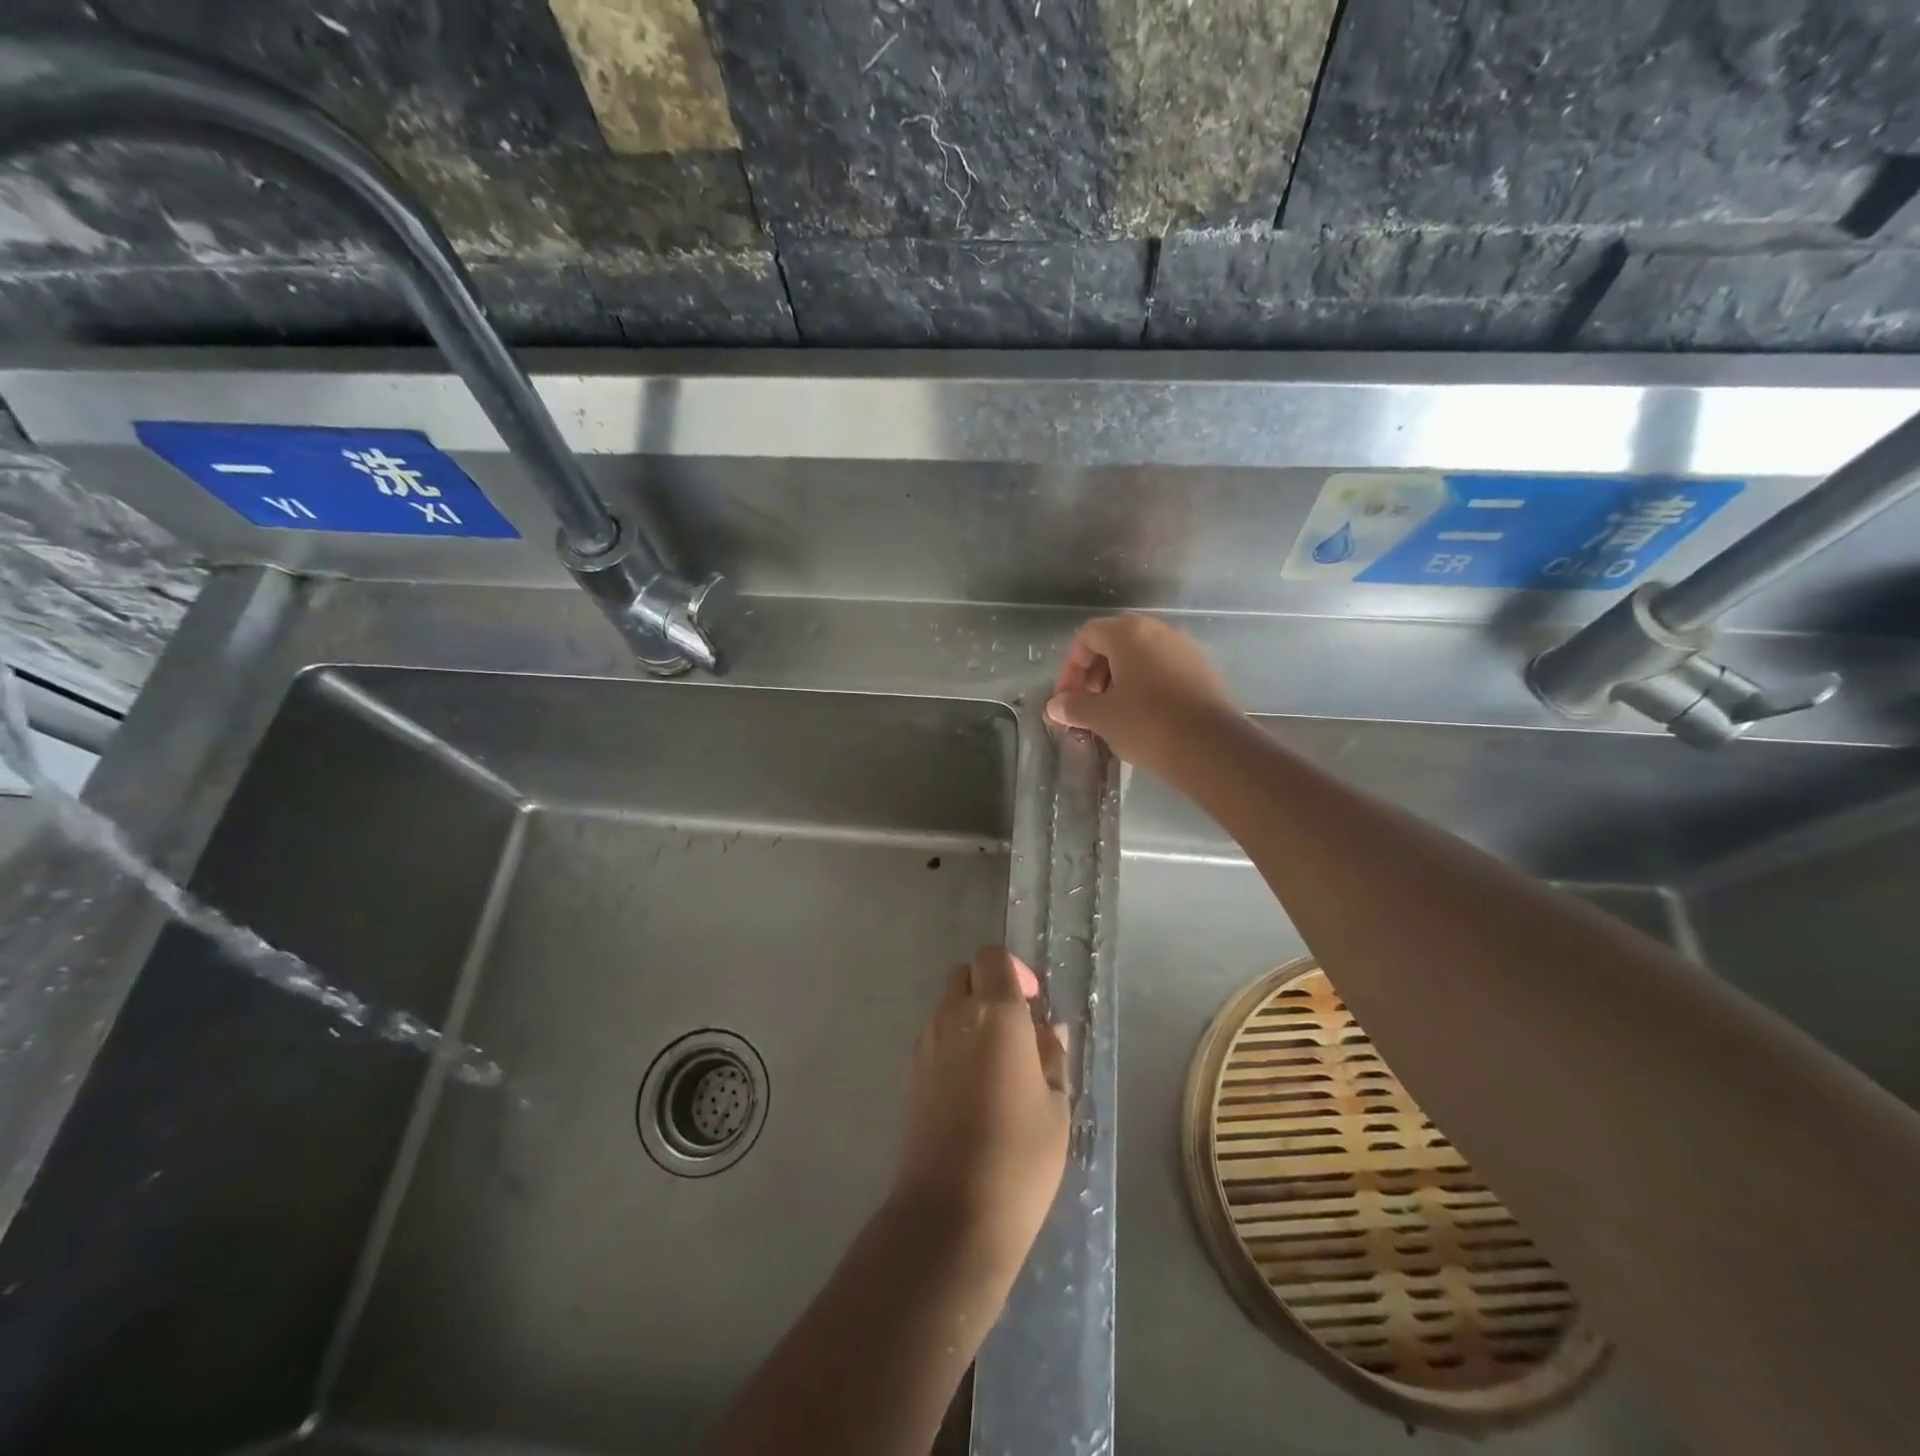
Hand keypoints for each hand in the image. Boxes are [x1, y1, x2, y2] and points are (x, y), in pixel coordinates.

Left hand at [893, 947, 1069, 1277]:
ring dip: (970, 1015)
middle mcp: (954, 1016)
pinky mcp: (911, 1073)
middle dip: (989, 987)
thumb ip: (1051, 1056)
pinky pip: (935, 1036)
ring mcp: (926, 1044)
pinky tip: (973, 1086)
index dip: (1015, 971)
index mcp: (995, 1014)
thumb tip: (1047, 1030)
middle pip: (965, 975)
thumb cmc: (1019, 1157)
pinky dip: (954, 1042)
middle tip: (1017, 1028)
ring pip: (947, 1005)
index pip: (993, 958)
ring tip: (998, 1063)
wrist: (951, 1213)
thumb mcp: (1055, 1106)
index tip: (1033, 1004)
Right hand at [1045, 614, 1242, 778]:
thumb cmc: (1147, 724)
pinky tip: (1142, 717)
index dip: (1070, 666)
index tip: (1066, 698)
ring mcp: (1184, 649)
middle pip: (1114, 642)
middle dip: (1093, 672)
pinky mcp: (1202, 671)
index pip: (1088, 636)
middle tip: (1086, 704)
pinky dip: (1144, 685)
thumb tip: (1055, 706)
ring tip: (1112, 713)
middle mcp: (1158, 631)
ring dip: (1118, 679)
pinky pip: (1162, 669)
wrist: (1212, 747)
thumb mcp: (1102, 717)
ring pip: (1140, 656)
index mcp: (1129, 633)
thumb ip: (1075, 707)